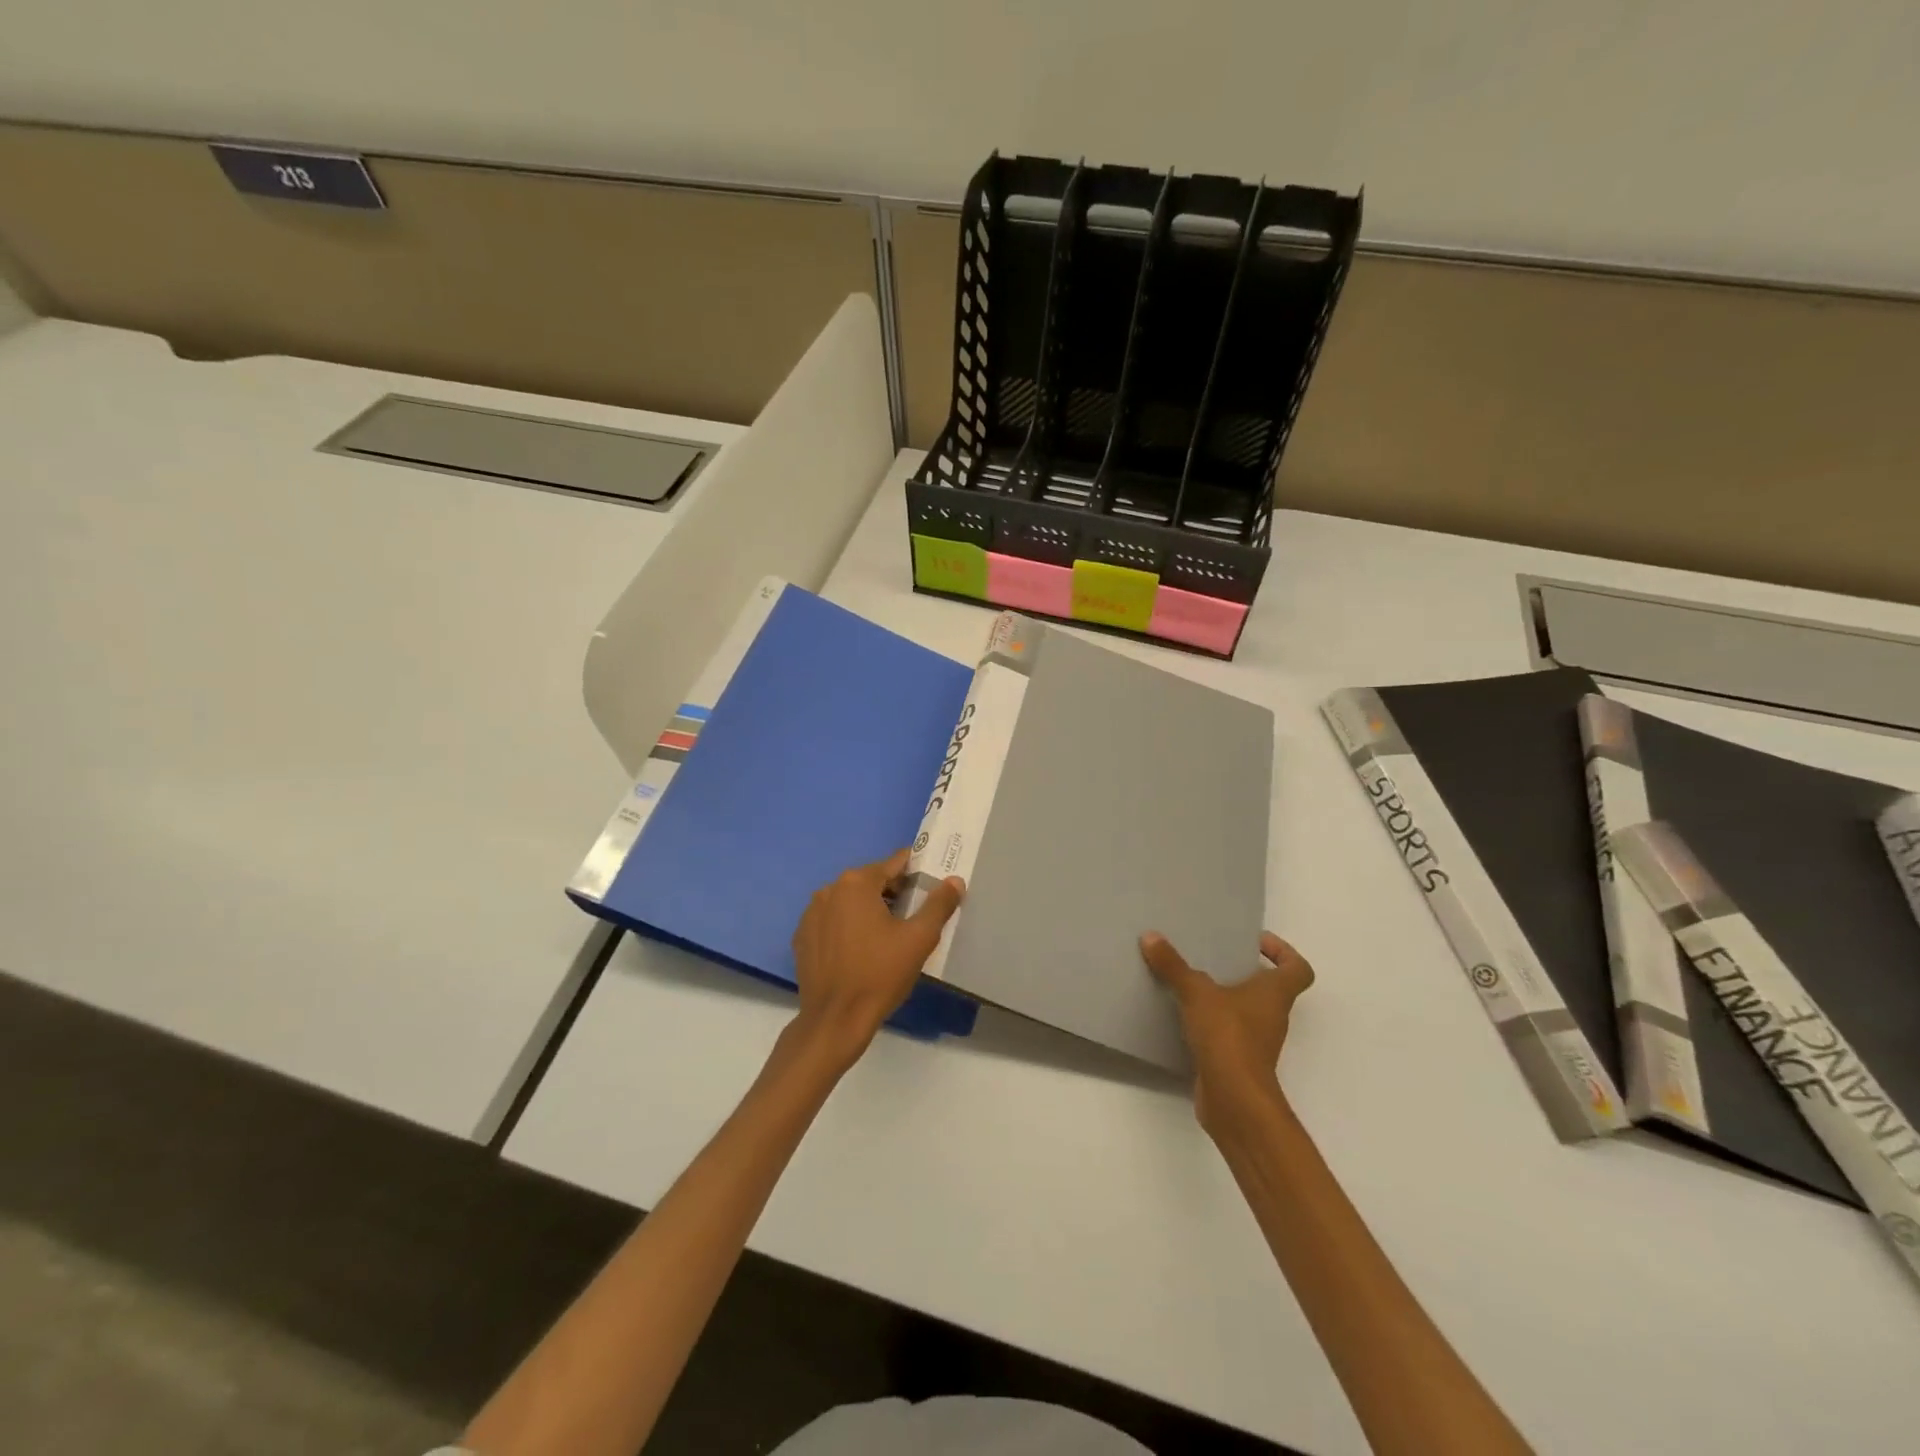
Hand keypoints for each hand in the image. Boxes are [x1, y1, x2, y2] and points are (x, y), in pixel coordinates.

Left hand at [791, 850, 964, 1061]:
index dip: (916, 871)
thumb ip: (938, 905)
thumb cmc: (880, 975)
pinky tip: (861, 950)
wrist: (835, 1021)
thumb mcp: (919, 939)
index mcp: (856, 883)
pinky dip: (848, 927)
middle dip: (894, 892)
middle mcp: (829, 890)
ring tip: (890, 934)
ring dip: (869, 909)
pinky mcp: (802, 937)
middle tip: (915, 914)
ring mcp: (811, 914)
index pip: (894, 863)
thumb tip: (954, 881)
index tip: (931, 882)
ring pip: (849, 901)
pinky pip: (832, 921)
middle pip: (870, 881)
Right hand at [1141, 930, 1314, 1134]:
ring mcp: (1257, 1042)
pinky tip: (1184, 1016)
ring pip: (1247, 1011)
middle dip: (1245, 972)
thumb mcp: (1197, 993)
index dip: (1284, 952)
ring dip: (1226, 998)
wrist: (1234, 1100)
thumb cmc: (1228, 1037)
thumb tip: (1151, 936)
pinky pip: (1228, 1033)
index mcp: (1274, 995)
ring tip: (1193, 983)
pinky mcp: (1238, 1061)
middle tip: (1215, 958)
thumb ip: (1174, 966)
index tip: (1256, 942)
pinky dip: (1212, 1024)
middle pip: (1270, 989)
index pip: (1298, 969)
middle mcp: (1272, 1016)